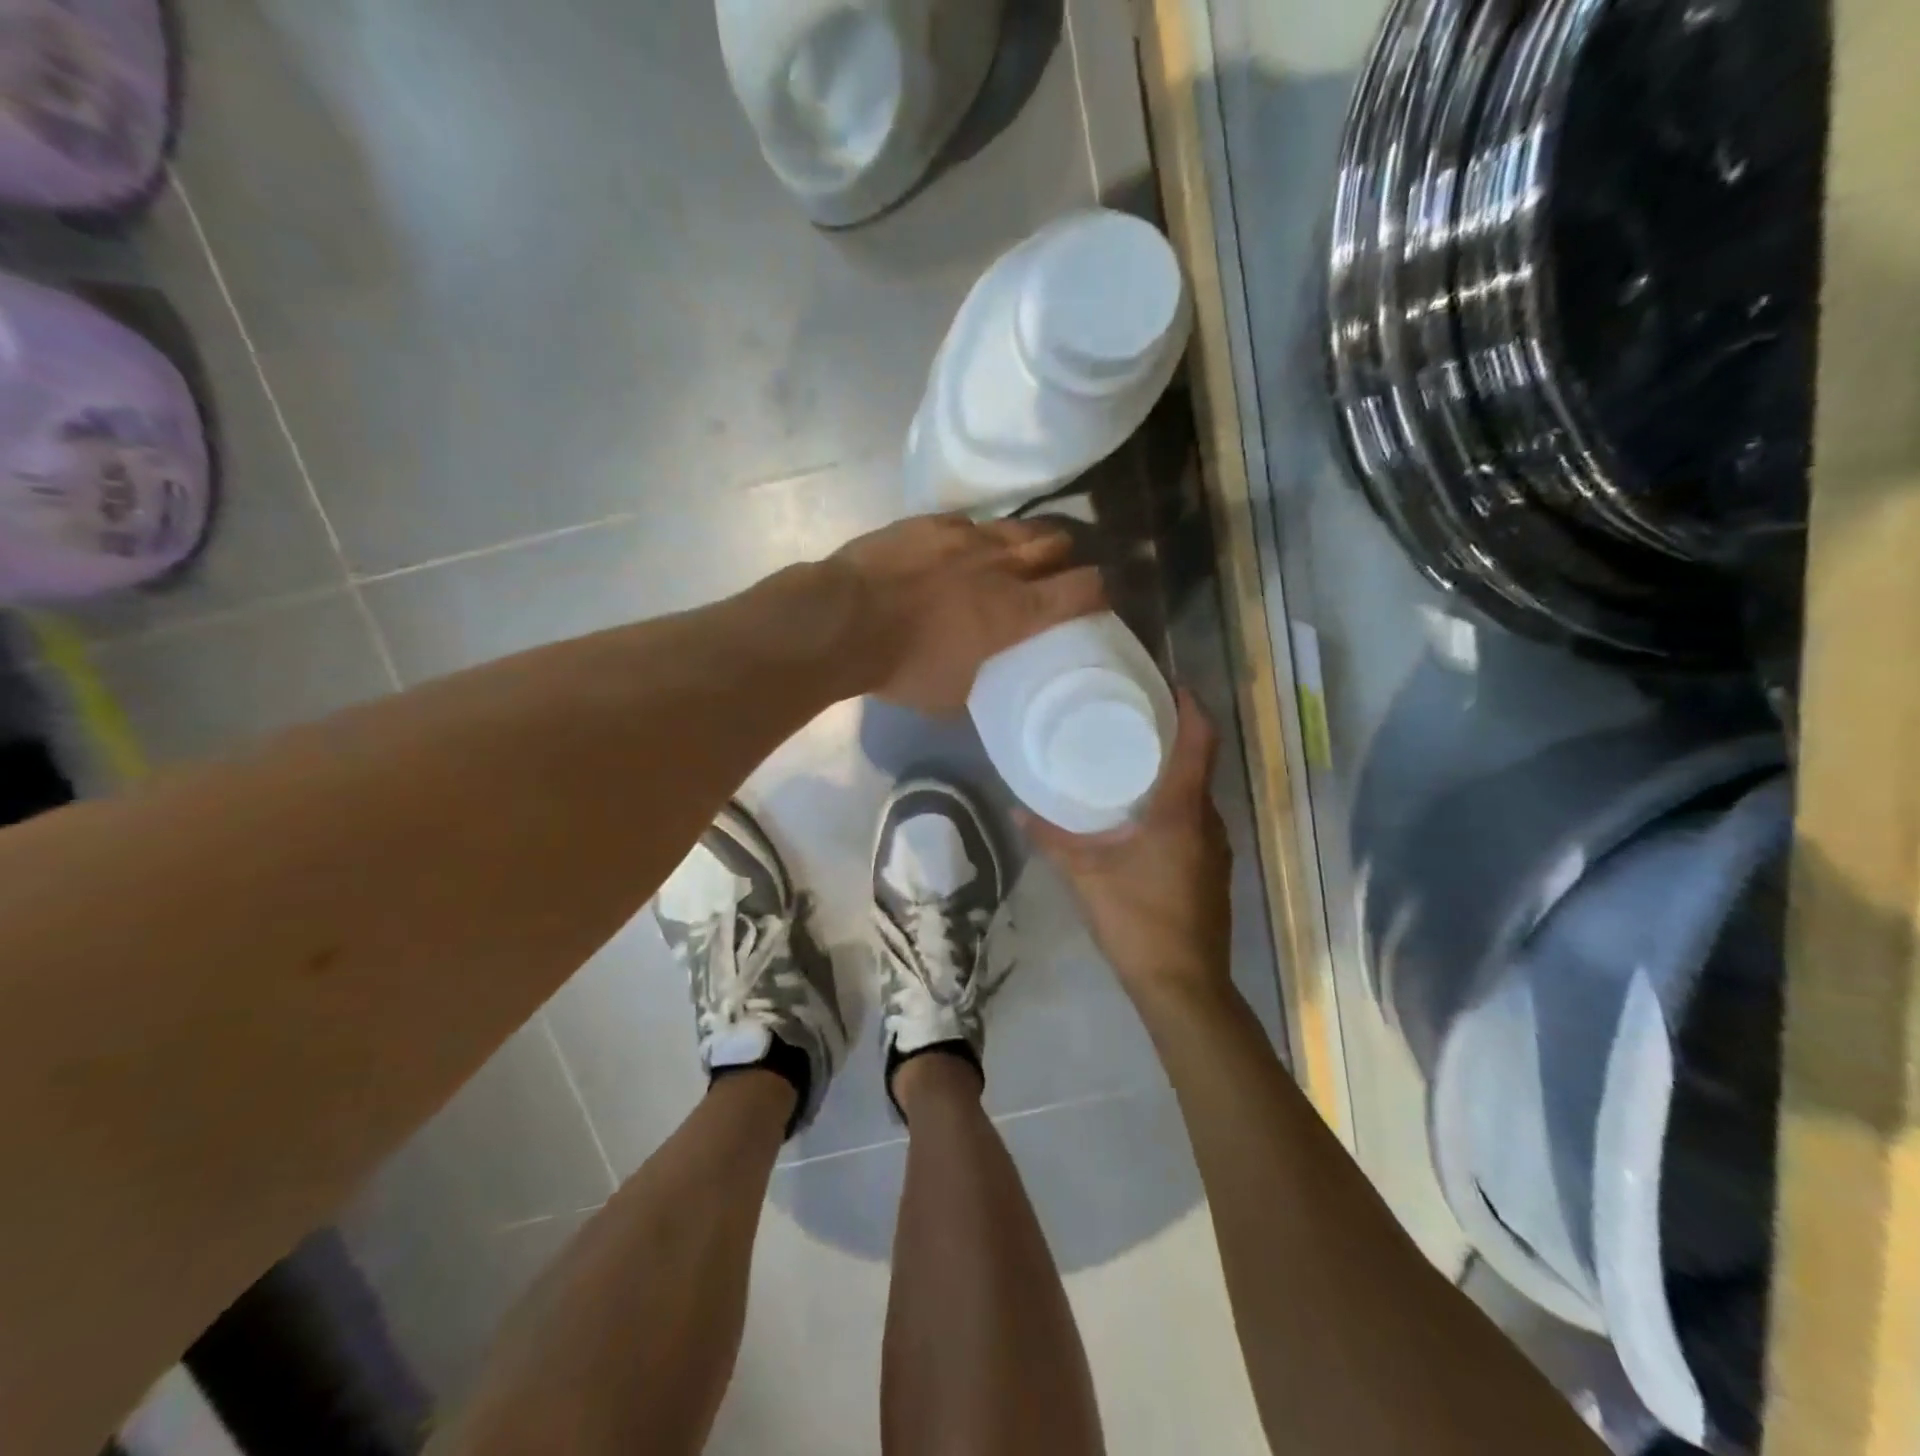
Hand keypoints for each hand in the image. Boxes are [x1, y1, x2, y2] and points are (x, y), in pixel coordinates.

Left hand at [833, 514, 1106, 713]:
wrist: (842, 621)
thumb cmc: (902, 666)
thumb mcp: (953, 694)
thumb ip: (982, 676)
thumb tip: (986, 674)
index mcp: (1015, 610)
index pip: (1080, 589)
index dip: (1098, 590)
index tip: (1100, 596)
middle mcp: (999, 564)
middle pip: (1054, 542)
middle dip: (1064, 554)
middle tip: (1059, 567)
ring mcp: (964, 536)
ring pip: (1013, 526)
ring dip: (1025, 539)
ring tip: (1019, 550)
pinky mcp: (929, 522)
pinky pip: (968, 522)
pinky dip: (976, 536)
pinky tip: (964, 547)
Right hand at [1021, 690, 1234, 1001]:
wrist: (1183, 985)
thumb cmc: (1136, 920)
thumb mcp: (1085, 875)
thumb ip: (1051, 838)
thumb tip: (1017, 810)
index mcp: (1182, 810)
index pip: (1201, 741)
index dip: (1192, 706)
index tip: (1170, 684)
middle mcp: (1208, 821)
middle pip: (1200, 763)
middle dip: (1175, 736)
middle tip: (1135, 719)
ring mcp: (1216, 848)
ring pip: (1198, 795)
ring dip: (1174, 773)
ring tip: (1133, 762)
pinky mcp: (1213, 870)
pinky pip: (1196, 820)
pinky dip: (1176, 804)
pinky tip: (1143, 816)